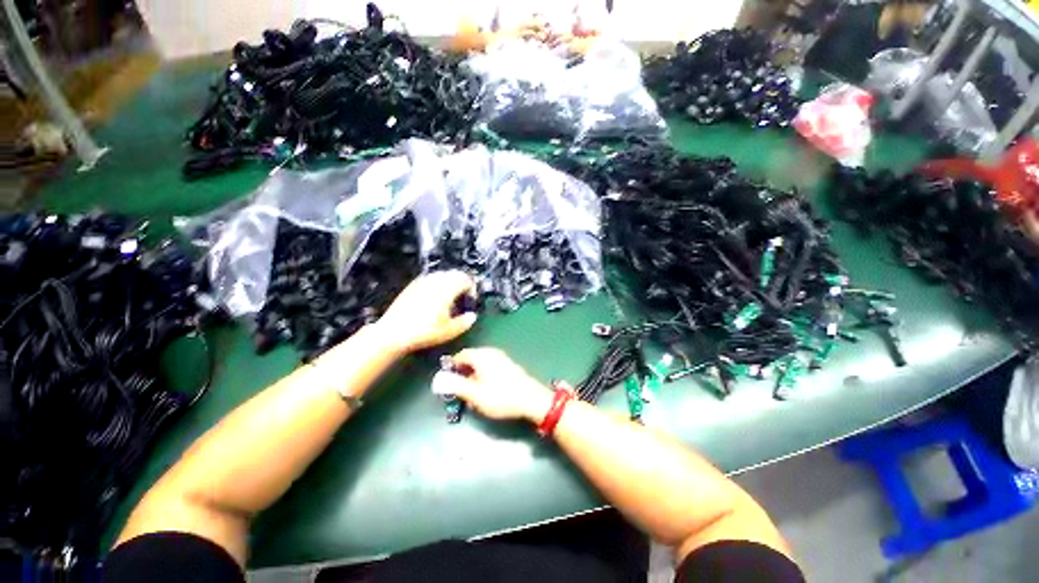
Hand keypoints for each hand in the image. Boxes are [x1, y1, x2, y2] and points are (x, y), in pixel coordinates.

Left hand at [377, 271, 476, 353]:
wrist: (393, 333)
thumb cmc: (425, 331)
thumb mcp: (450, 331)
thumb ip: (466, 322)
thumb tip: (472, 316)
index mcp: (447, 287)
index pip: (466, 279)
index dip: (472, 289)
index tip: (470, 301)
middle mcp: (436, 280)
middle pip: (455, 274)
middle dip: (462, 285)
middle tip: (462, 300)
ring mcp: (422, 281)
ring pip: (442, 276)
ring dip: (449, 285)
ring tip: (448, 301)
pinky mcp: (411, 286)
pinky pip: (430, 280)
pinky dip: (437, 287)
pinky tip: (433, 302)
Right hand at [432, 348, 552, 422]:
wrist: (531, 399)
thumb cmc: (501, 396)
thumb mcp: (475, 394)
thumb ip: (456, 385)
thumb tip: (438, 379)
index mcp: (482, 355)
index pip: (460, 355)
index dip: (451, 368)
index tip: (447, 382)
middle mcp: (491, 353)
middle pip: (470, 360)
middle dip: (463, 377)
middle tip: (460, 393)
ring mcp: (501, 358)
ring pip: (480, 367)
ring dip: (473, 381)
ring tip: (473, 398)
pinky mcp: (508, 366)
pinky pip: (490, 370)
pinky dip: (484, 380)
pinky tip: (486, 395)